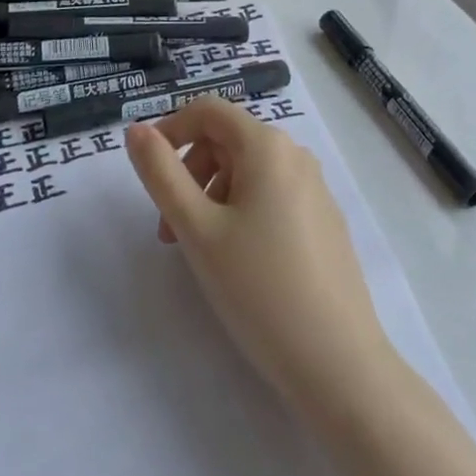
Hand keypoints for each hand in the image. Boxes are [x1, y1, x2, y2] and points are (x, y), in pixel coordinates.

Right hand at [126, 98, 394, 418]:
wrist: (339, 365)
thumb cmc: (259, 289)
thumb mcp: (197, 229)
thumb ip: (160, 173)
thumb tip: (137, 130)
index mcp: (267, 146)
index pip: (208, 110)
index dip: (170, 130)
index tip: (147, 172)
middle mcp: (295, 156)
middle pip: (226, 140)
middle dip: (189, 172)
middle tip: (169, 228)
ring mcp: (315, 189)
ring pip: (247, 171)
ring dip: (211, 196)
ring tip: (200, 251)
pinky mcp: (324, 222)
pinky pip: (271, 196)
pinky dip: (241, 212)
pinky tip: (238, 262)